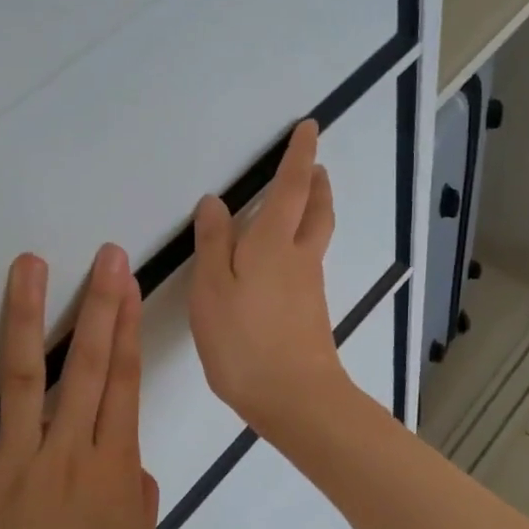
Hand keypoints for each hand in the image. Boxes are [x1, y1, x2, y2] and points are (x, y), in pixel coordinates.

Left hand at [0, 245, 158, 528]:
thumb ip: (137, 489)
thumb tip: (125, 455)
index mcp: (113, 468)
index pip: (124, 381)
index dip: (127, 327)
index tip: (127, 283)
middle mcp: (66, 454)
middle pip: (87, 366)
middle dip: (98, 305)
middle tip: (102, 257)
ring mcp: (13, 466)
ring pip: (24, 379)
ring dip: (28, 319)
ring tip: (30, 268)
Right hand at [189, 119, 348, 434]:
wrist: (294, 398)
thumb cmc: (243, 339)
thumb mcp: (212, 288)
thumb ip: (213, 243)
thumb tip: (216, 203)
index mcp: (274, 243)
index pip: (291, 187)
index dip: (299, 156)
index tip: (309, 129)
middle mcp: (299, 257)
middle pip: (316, 210)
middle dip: (316, 183)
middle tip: (315, 165)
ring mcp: (310, 287)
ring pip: (316, 237)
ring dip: (314, 210)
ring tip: (302, 202)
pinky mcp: (311, 313)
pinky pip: (309, 263)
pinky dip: (304, 244)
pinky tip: (286, 260)